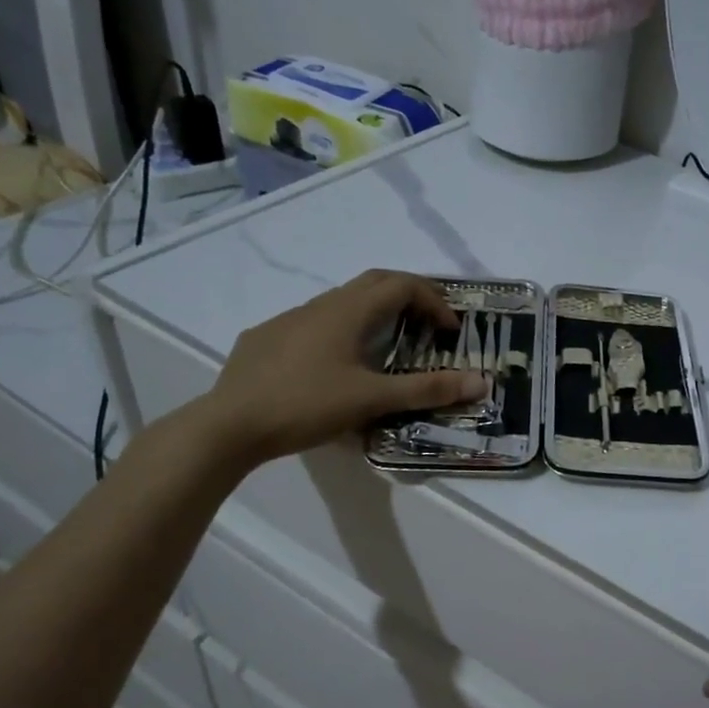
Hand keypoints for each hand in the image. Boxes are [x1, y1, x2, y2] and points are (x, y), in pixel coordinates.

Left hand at [194, 270, 488, 466]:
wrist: (228, 424)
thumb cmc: (306, 405)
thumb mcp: (372, 400)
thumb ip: (427, 389)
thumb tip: (480, 382)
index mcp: (348, 311)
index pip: (402, 285)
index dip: (434, 301)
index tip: (450, 331)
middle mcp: (320, 304)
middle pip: (374, 282)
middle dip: (408, 295)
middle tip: (428, 324)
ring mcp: (289, 319)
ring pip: (342, 301)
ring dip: (374, 312)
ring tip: (387, 345)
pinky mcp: (266, 338)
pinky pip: (314, 322)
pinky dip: (341, 330)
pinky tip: (334, 365)